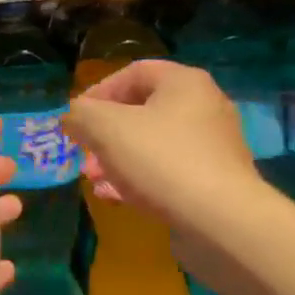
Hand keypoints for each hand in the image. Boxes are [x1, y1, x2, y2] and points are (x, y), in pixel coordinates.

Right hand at [65, 59, 261, 231]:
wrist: (221, 221)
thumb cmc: (161, 159)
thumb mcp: (105, 128)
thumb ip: (81, 115)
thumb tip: (72, 117)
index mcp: (183, 82)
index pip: (132, 73)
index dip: (97, 92)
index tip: (76, 119)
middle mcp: (204, 106)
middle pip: (141, 111)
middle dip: (104, 134)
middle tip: (84, 155)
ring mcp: (213, 145)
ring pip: (152, 144)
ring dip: (117, 159)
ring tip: (95, 180)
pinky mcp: (215, 180)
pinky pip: (168, 170)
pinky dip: (140, 179)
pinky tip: (117, 198)